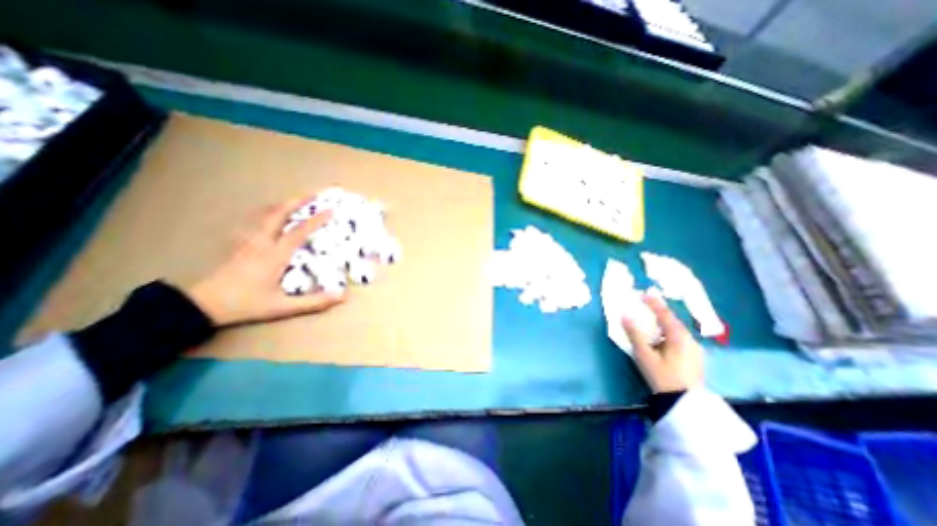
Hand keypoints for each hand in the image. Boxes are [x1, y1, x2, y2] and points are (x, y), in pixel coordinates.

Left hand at [183, 198, 341, 329]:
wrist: (202, 304)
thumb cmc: (246, 304)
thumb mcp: (283, 307)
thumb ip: (314, 302)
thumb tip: (343, 296)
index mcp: (274, 255)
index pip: (298, 232)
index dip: (315, 220)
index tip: (330, 210)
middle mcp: (262, 242)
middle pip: (279, 214)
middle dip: (298, 201)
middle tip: (314, 193)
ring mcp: (248, 241)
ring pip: (266, 214)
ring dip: (284, 204)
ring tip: (298, 200)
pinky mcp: (240, 243)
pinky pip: (257, 221)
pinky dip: (270, 212)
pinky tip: (273, 214)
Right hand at [621, 293, 702, 391]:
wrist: (684, 405)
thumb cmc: (662, 377)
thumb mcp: (645, 355)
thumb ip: (635, 334)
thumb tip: (625, 316)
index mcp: (679, 337)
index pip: (665, 314)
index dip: (654, 302)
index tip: (643, 293)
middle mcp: (689, 340)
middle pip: (672, 321)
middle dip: (658, 311)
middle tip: (646, 302)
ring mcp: (693, 349)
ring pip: (675, 330)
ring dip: (662, 322)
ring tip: (650, 318)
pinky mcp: (692, 357)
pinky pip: (677, 338)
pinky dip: (666, 332)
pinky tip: (659, 337)